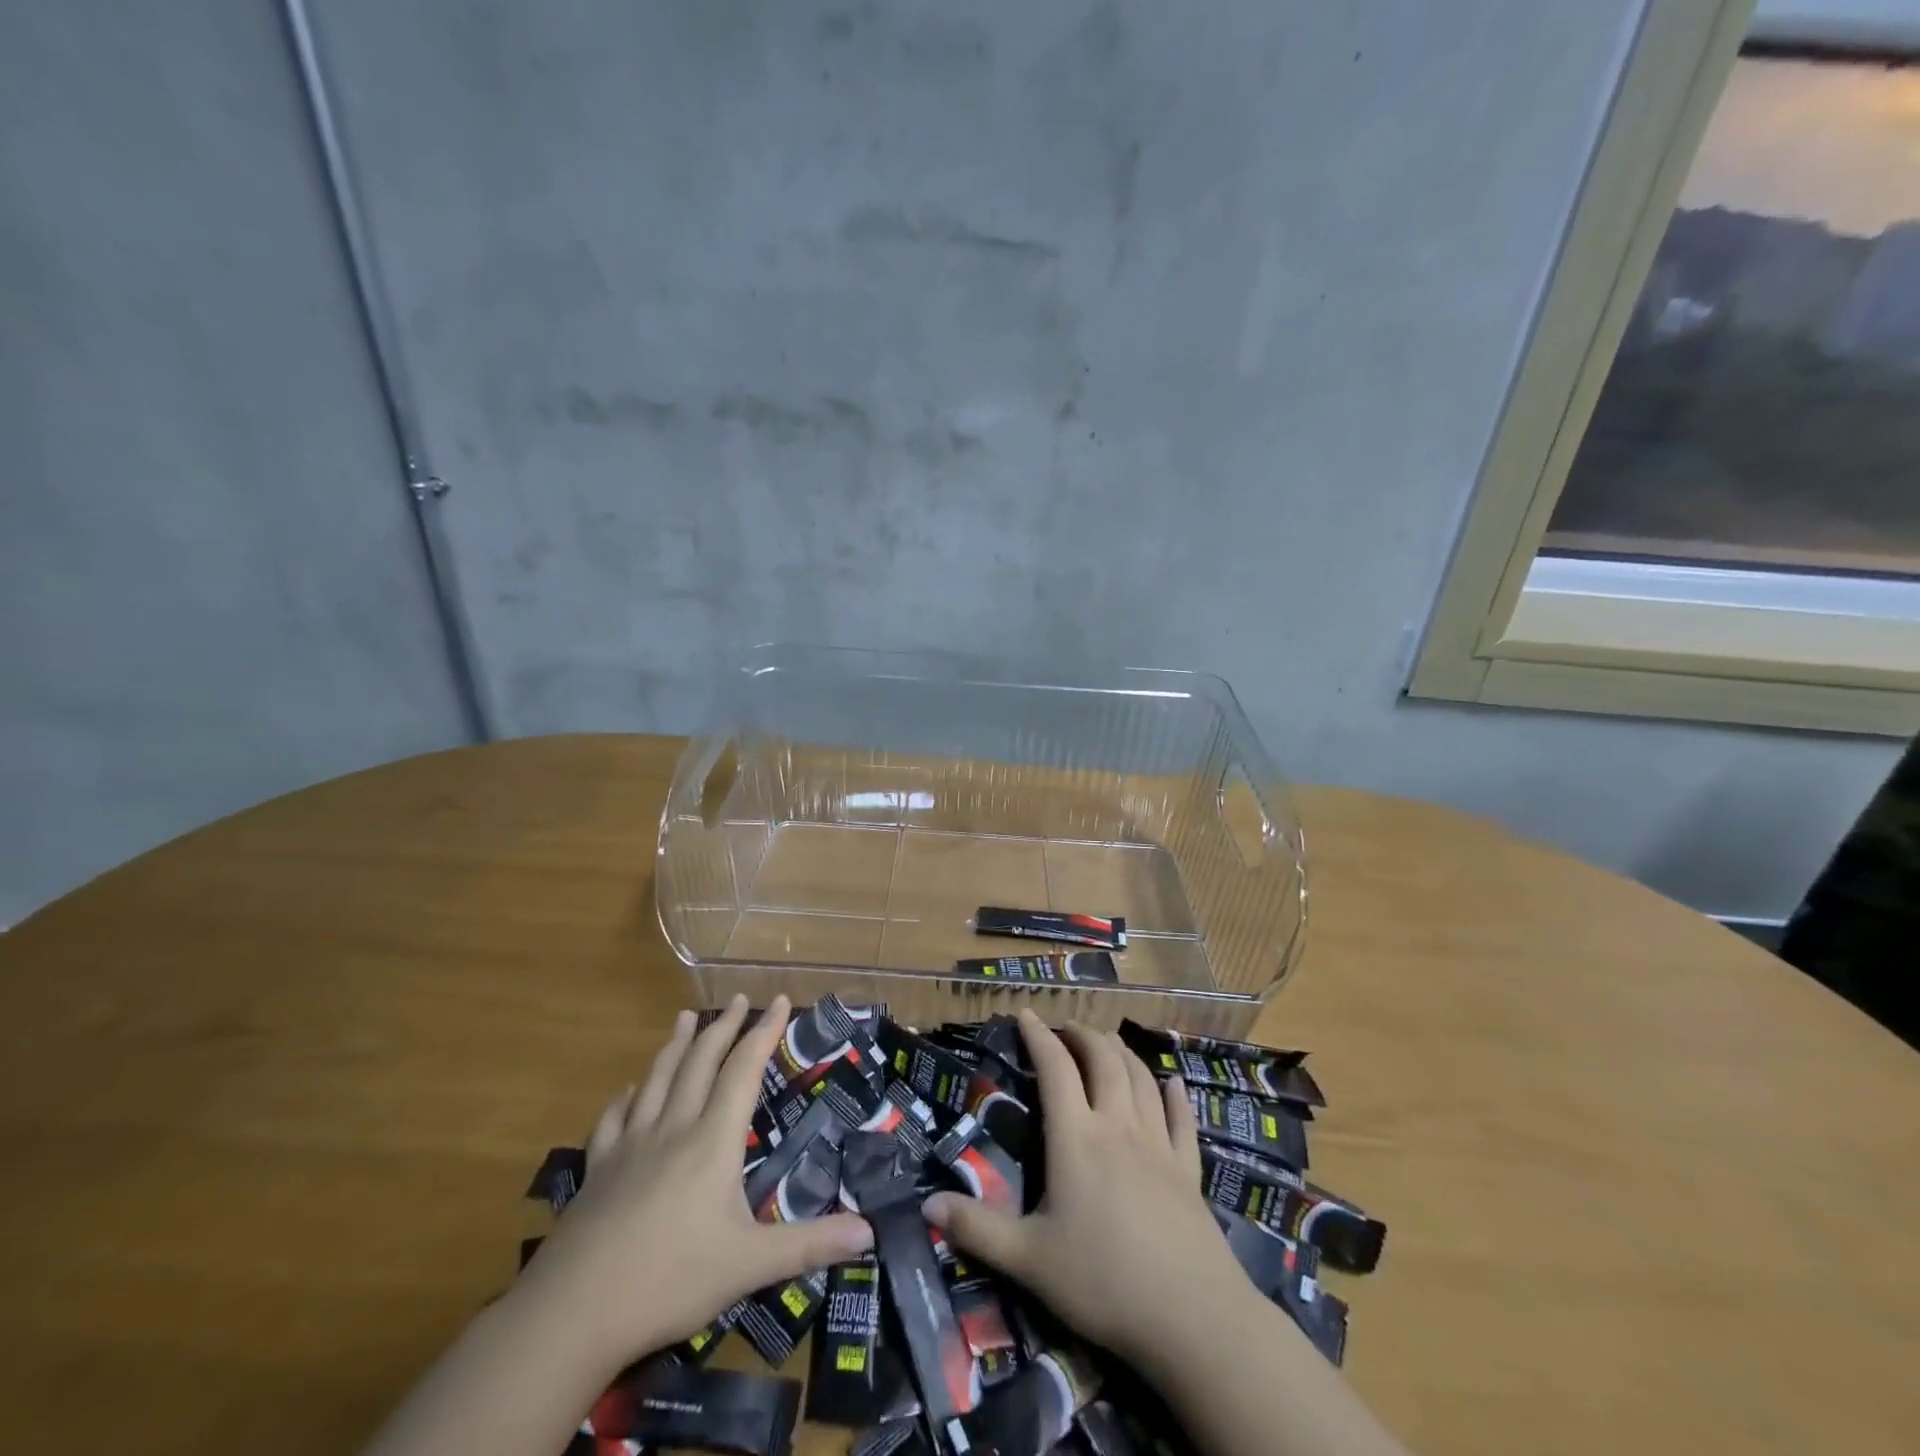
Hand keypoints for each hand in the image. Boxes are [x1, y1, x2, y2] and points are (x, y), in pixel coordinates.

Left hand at [523, 994, 874, 1366]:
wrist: (572, 1315)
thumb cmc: (670, 1282)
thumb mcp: (750, 1266)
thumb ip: (810, 1244)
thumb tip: (871, 1232)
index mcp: (712, 1141)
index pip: (743, 1071)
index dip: (763, 1033)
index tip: (778, 1000)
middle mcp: (673, 1129)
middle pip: (700, 1063)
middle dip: (723, 1027)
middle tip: (738, 999)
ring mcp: (630, 1146)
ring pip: (657, 1079)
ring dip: (675, 1045)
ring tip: (685, 1016)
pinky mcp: (597, 1170)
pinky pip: (613, 1120)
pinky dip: (625, 1097)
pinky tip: (628, 1091)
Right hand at [921, 1010, 1250, 1371]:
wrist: (1191, 1316)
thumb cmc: (1103, 1282)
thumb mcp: (1029, 1260)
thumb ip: (978, 1229)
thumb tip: (926, 1205)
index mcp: (1076, 1138)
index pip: (1055, 1068)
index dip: (1039, 1036)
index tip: (1025, 1013)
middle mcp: (1118, 1126)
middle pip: (1103, 1061)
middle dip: (1083, 1035)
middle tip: (1066, 1027)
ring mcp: (1158, 1144)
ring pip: (1141, 1079)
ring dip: (1122, 1053)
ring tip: (1107, 1042)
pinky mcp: (1188, 1169)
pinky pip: (1182, 1120)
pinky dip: (1175, 1096)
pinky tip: (1172, 1084)